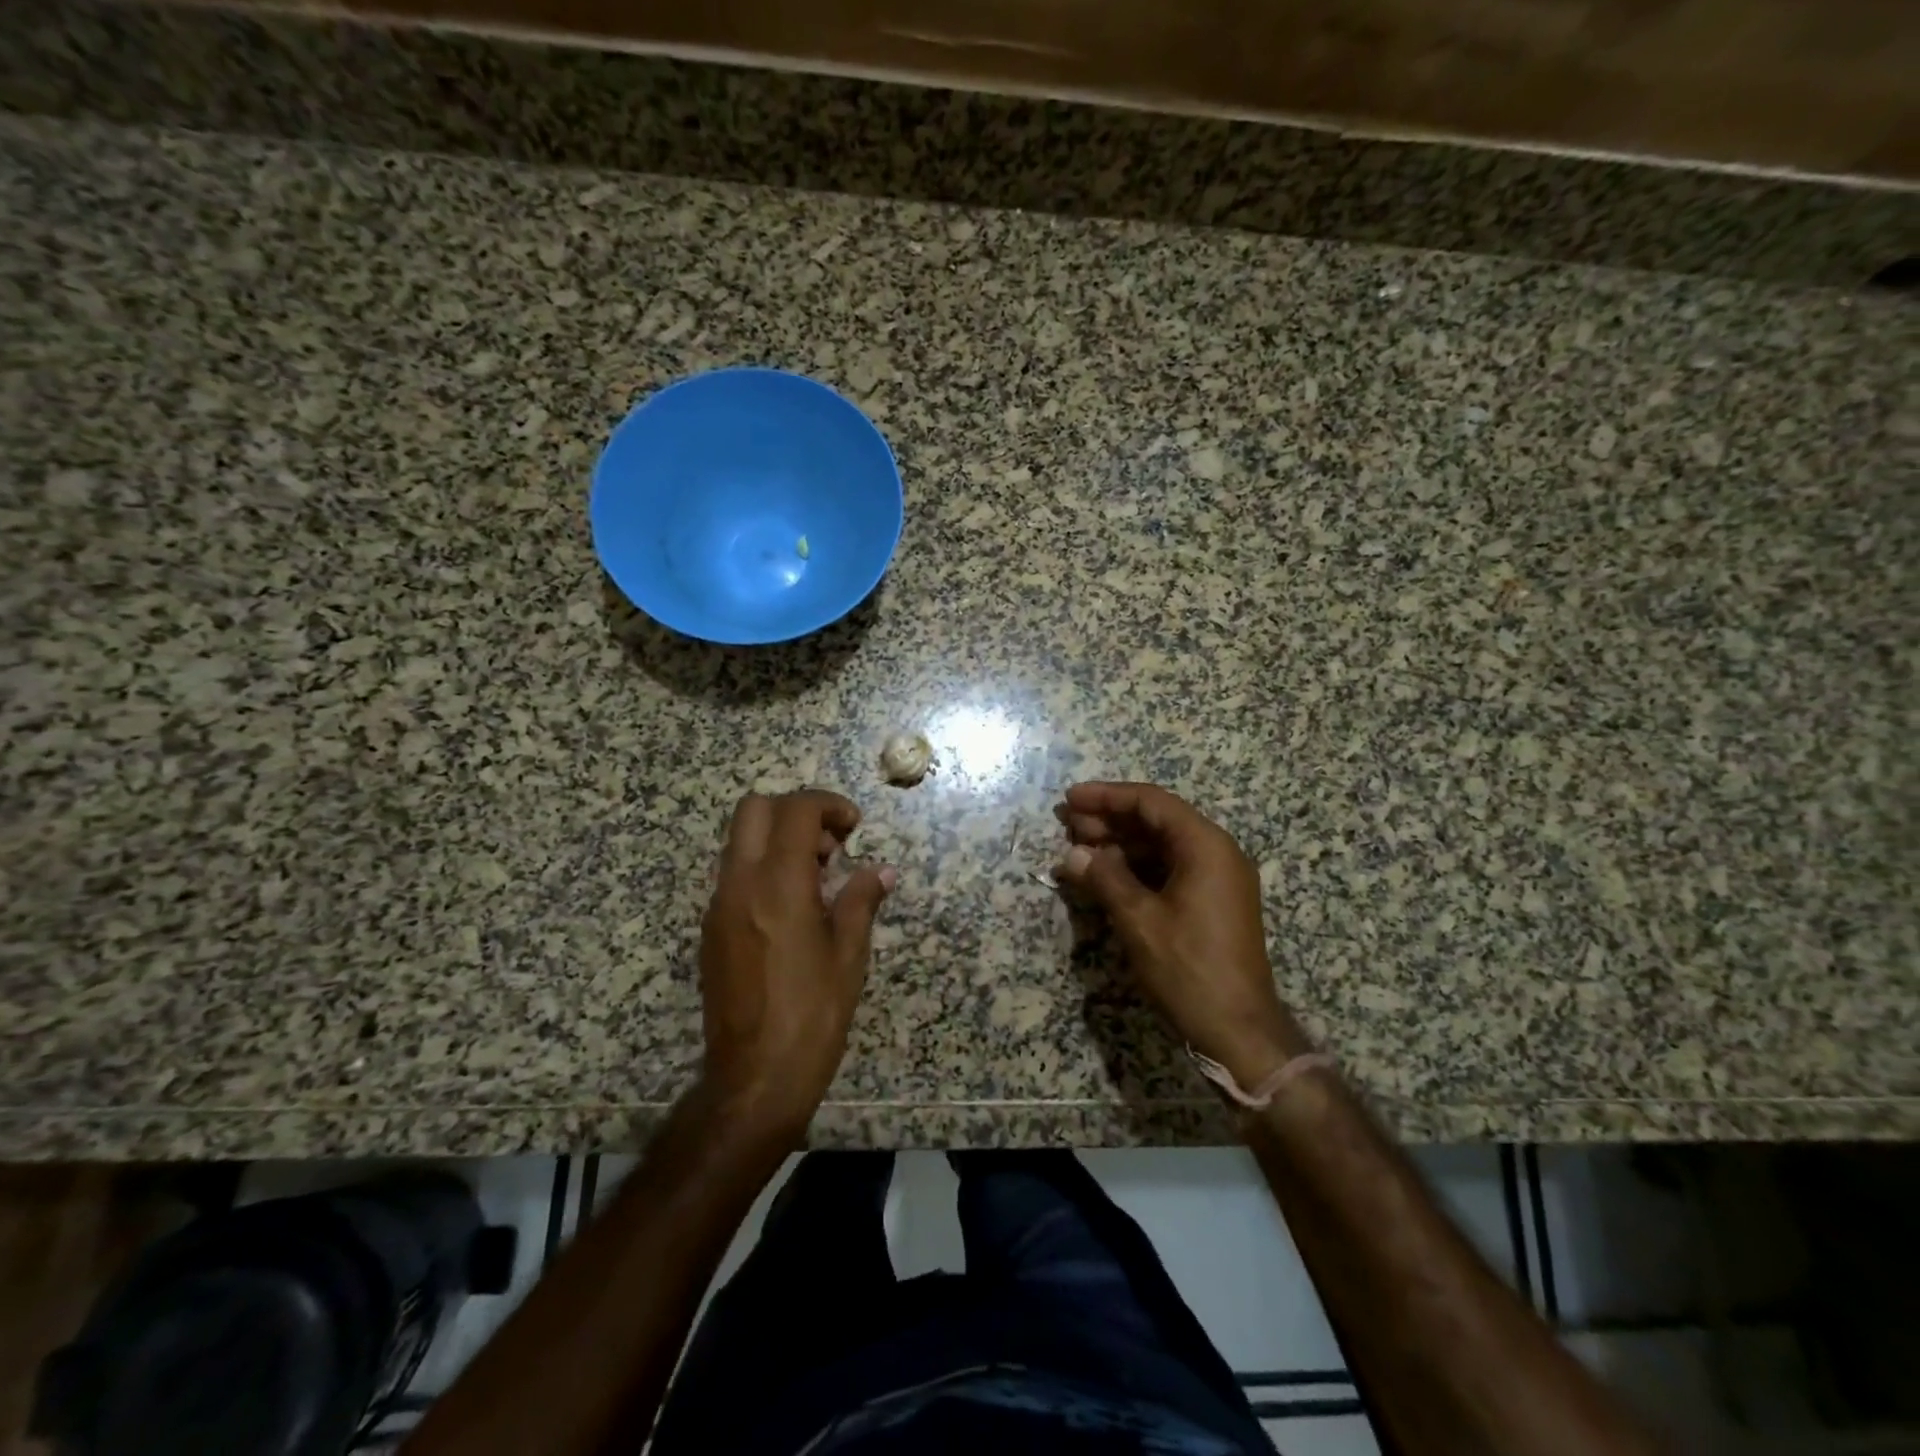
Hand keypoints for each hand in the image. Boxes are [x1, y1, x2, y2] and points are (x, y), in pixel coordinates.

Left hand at [699, 790, 894, 1140]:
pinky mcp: (710, 930)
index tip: (853, 826)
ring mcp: (718, 906)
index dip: (829, 805)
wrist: (755, 1078)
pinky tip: (791, 909)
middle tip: (829, 845)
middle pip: (753, 809)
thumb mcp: (849, 954)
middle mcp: (740, 884)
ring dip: (777, 839)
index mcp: (778, 885)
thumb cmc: (813, 1014)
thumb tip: (881, 871)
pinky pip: (733, 875)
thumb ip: (862, 900)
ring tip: (816, 878)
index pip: (795, 811)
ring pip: (739, 841)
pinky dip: (762, 869)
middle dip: (795, 811)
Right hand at [1054, 781, 1309, 1086]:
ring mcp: (1217, 879)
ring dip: (1120, 845)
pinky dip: (1136, 868)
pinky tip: (1105, 876)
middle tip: (1068, 825)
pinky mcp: (1212, 903)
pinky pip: (1170, 870)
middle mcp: (1217, 853)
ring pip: (1162, 846)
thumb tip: (1072, 855)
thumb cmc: (1188, 968)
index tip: (1071, 799)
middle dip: (1110, 820)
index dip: (1107, 797)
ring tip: (1078, 849)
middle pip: (1157, 821)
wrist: (1239, 1031)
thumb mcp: (1139, 920)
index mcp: (1206, 846)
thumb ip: (1105, 878)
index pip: (1151, 802)